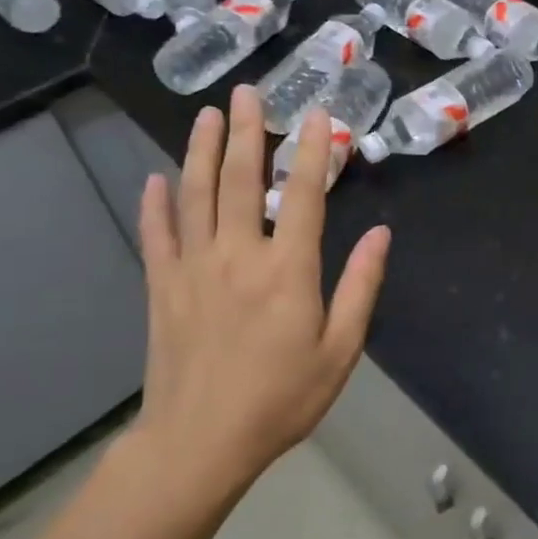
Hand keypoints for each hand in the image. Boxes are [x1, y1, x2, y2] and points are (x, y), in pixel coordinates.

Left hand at [126, 87, 389, 512]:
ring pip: (196, 195)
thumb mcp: (340, 350)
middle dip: (246, 132)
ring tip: (206, 114)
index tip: (316, 114)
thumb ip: (360, 287)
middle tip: (245, 93)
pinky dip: (155, 204)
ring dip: (201, 151)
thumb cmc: (280, 399)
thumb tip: (382, 234)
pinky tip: (155, 177)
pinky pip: (157, 235)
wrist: (198, 445)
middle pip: (240, 181)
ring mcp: (193, 268)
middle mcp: (238, 256)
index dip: (312, 151)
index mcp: (287, 271)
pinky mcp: (162, 287)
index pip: (304, 195)